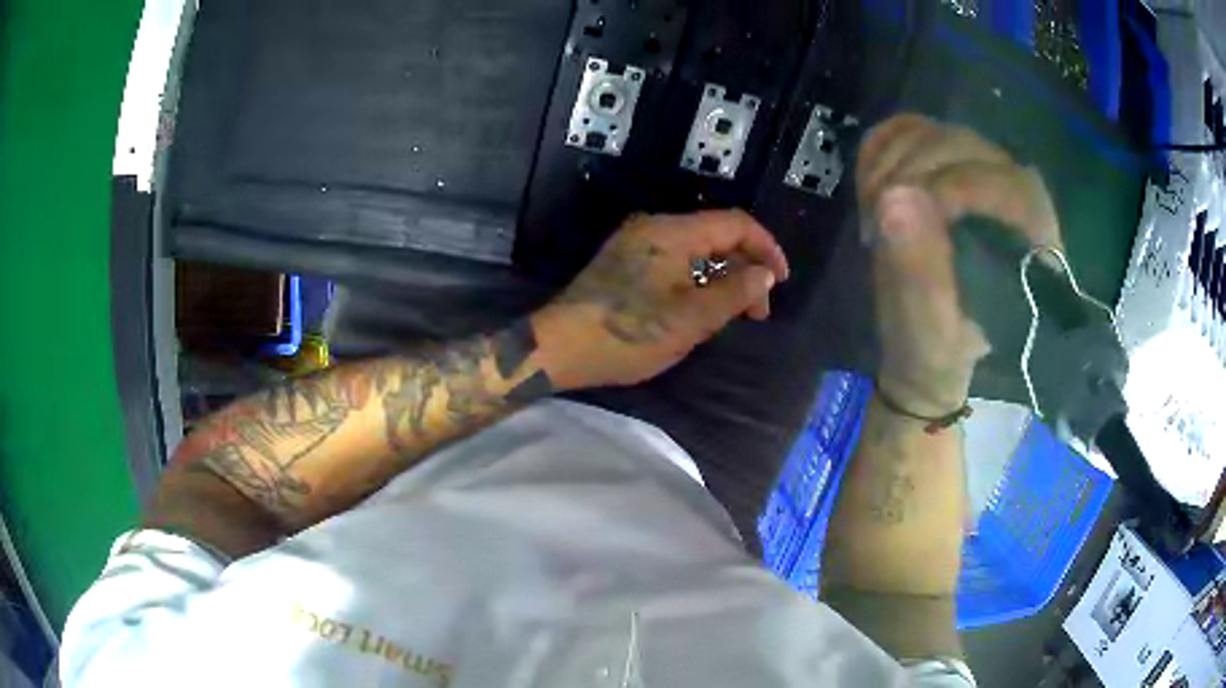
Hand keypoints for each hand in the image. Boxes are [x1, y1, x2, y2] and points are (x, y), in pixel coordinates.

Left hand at [533, 210, 788, 389]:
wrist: (559, 348)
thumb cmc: (626, 334)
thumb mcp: (690, 319)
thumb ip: (733, 293)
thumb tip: (763, 274)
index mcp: (672, 232)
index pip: (735, 223)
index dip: (765, 248)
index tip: (780, 281)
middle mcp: (654, 227)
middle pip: (716, 234)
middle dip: (745, 266)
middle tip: (758, 309)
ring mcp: (637, 243)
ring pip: (696, 249)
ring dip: (722, 275)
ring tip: (736, 312)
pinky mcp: (626, 261)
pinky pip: (676, 260)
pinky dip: (698, 278)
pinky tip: (704, 305)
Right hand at [857, 114, 1061, 413]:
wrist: (927, 348)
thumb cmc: (936, 350)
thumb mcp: (930, 330)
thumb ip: (920, 272)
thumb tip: (894, 199)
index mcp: (1032, 242)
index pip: (1007, 185)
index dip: (954, 188)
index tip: (903, 218)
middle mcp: (1015, 195)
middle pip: (966, 145)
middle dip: (912, 172)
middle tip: (878, 217)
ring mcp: (979, 172)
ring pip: (936, 132)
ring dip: (891, 161)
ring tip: (873, 210)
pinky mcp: (948, 165)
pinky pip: (912, 131)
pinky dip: (882, 147)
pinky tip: (871, 185)